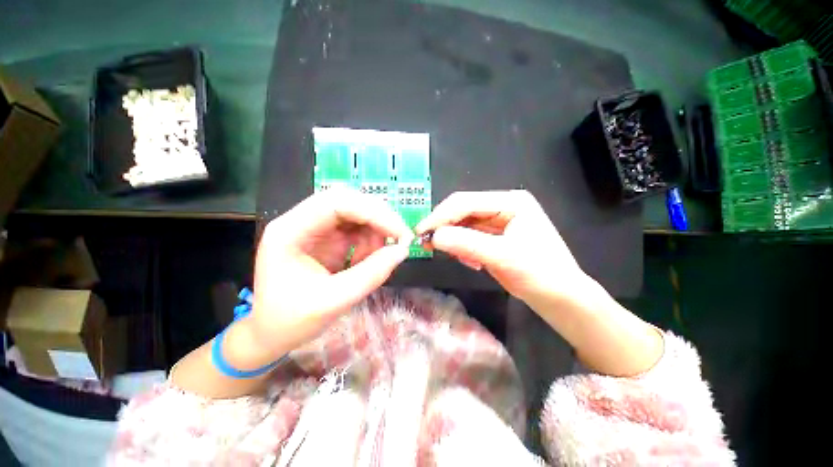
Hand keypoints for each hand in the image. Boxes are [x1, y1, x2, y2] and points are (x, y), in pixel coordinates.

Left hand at [250, 188, 413, 358]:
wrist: (272, 333)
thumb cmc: (291, 320)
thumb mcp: (332, 301)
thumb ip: (370, 275)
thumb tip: (402, 251)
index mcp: (291, 230)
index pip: (336, 203)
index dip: (373, 212)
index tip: (399, 233)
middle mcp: (303, 221)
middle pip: (348, 202)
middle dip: (379, 218)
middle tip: (400, 239)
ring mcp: (317, 228)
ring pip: (357, 213)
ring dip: (375, 232)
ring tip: (376, 259)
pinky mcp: (329, 238)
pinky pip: (358, 229)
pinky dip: (370, 242)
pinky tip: (366, 261)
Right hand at [416, 190, 591, 312]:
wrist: (560, 298)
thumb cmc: (540, 274)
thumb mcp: (502, 257)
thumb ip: (467, 243)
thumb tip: (434, 236)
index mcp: (510, 202)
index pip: (465, 202)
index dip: (440, 216)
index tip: (420, 232)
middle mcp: (502, 206)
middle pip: (463, 211)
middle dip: (443, 227)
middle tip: (424, 242)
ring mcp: (498, 222)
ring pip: (463, 225)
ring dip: (452, 239)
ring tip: (449, 255)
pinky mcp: (494, 237)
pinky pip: (469, 237)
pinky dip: (462, 247)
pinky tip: (468, 261)